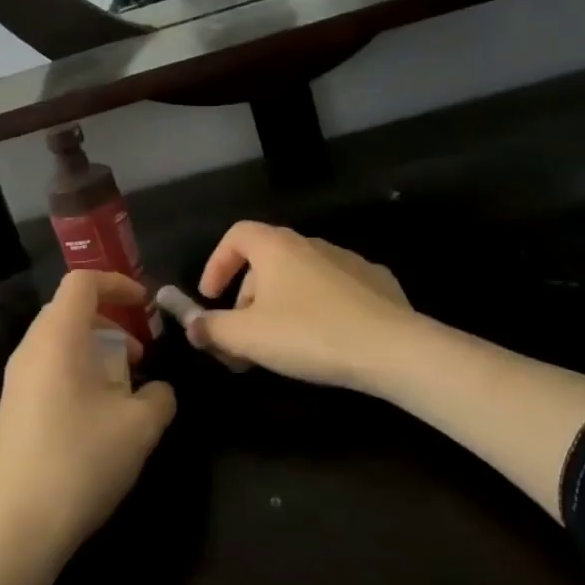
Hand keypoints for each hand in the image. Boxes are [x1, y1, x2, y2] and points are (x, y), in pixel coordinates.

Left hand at [0, 271, 176, 562]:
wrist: (17, 527)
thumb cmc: (81, 461)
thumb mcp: (139, 427)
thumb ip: (159, 396)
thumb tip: (158, 390)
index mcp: (57, 337)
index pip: (82, 282)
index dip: (118, 283)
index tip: (145, 306)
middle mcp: (30, 349)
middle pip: (69, 310)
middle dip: (110, 321)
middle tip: (139, 353)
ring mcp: (16, 380)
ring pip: (58, 341)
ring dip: (95, 349)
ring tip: (123, 387)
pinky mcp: (11, 408)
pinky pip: (47, 368)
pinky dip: (77, 371)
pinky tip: (97, 415)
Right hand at [186, 221, 414, 394]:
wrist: (393, 349)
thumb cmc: (309, 334)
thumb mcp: (248, 337)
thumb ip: (213, 329)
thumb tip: (192, 326)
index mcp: (276, 246)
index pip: (236, 235)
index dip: (217, 264)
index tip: (211, 298)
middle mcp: (311, 243)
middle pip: (266, 260)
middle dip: (248, 297)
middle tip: (245, 335)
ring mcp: (348, 260)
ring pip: (300, 275)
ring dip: (282, 303)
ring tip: (283, 343)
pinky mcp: (377, 282)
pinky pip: (334, 289)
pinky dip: (318, 307)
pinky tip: (325, 339)